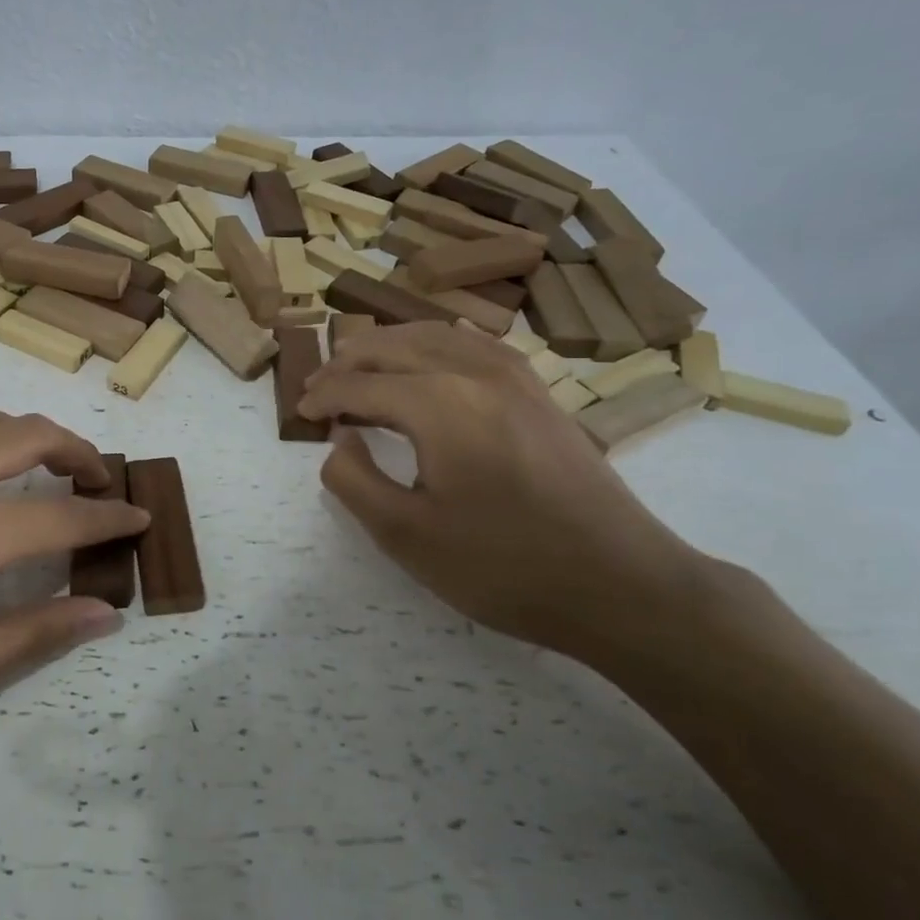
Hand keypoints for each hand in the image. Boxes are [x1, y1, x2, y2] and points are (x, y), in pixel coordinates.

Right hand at [297, 322, 707, 659]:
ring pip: (434, 335)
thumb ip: (354, 481)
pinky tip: (427, 363)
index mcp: (438, 404)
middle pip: (394, 346)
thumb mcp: (406, 536)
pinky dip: (433, 344)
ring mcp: (515, 377)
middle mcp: (475, 372)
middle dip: (347, 362)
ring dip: (388, 346)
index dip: (322, 397)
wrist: (620, 584)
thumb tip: (340, 439)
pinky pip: (473, 344)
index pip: (360, 384)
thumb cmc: (503, 566)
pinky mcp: (539, 392)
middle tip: (318, 388)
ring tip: (360, 368)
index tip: (298, 413)